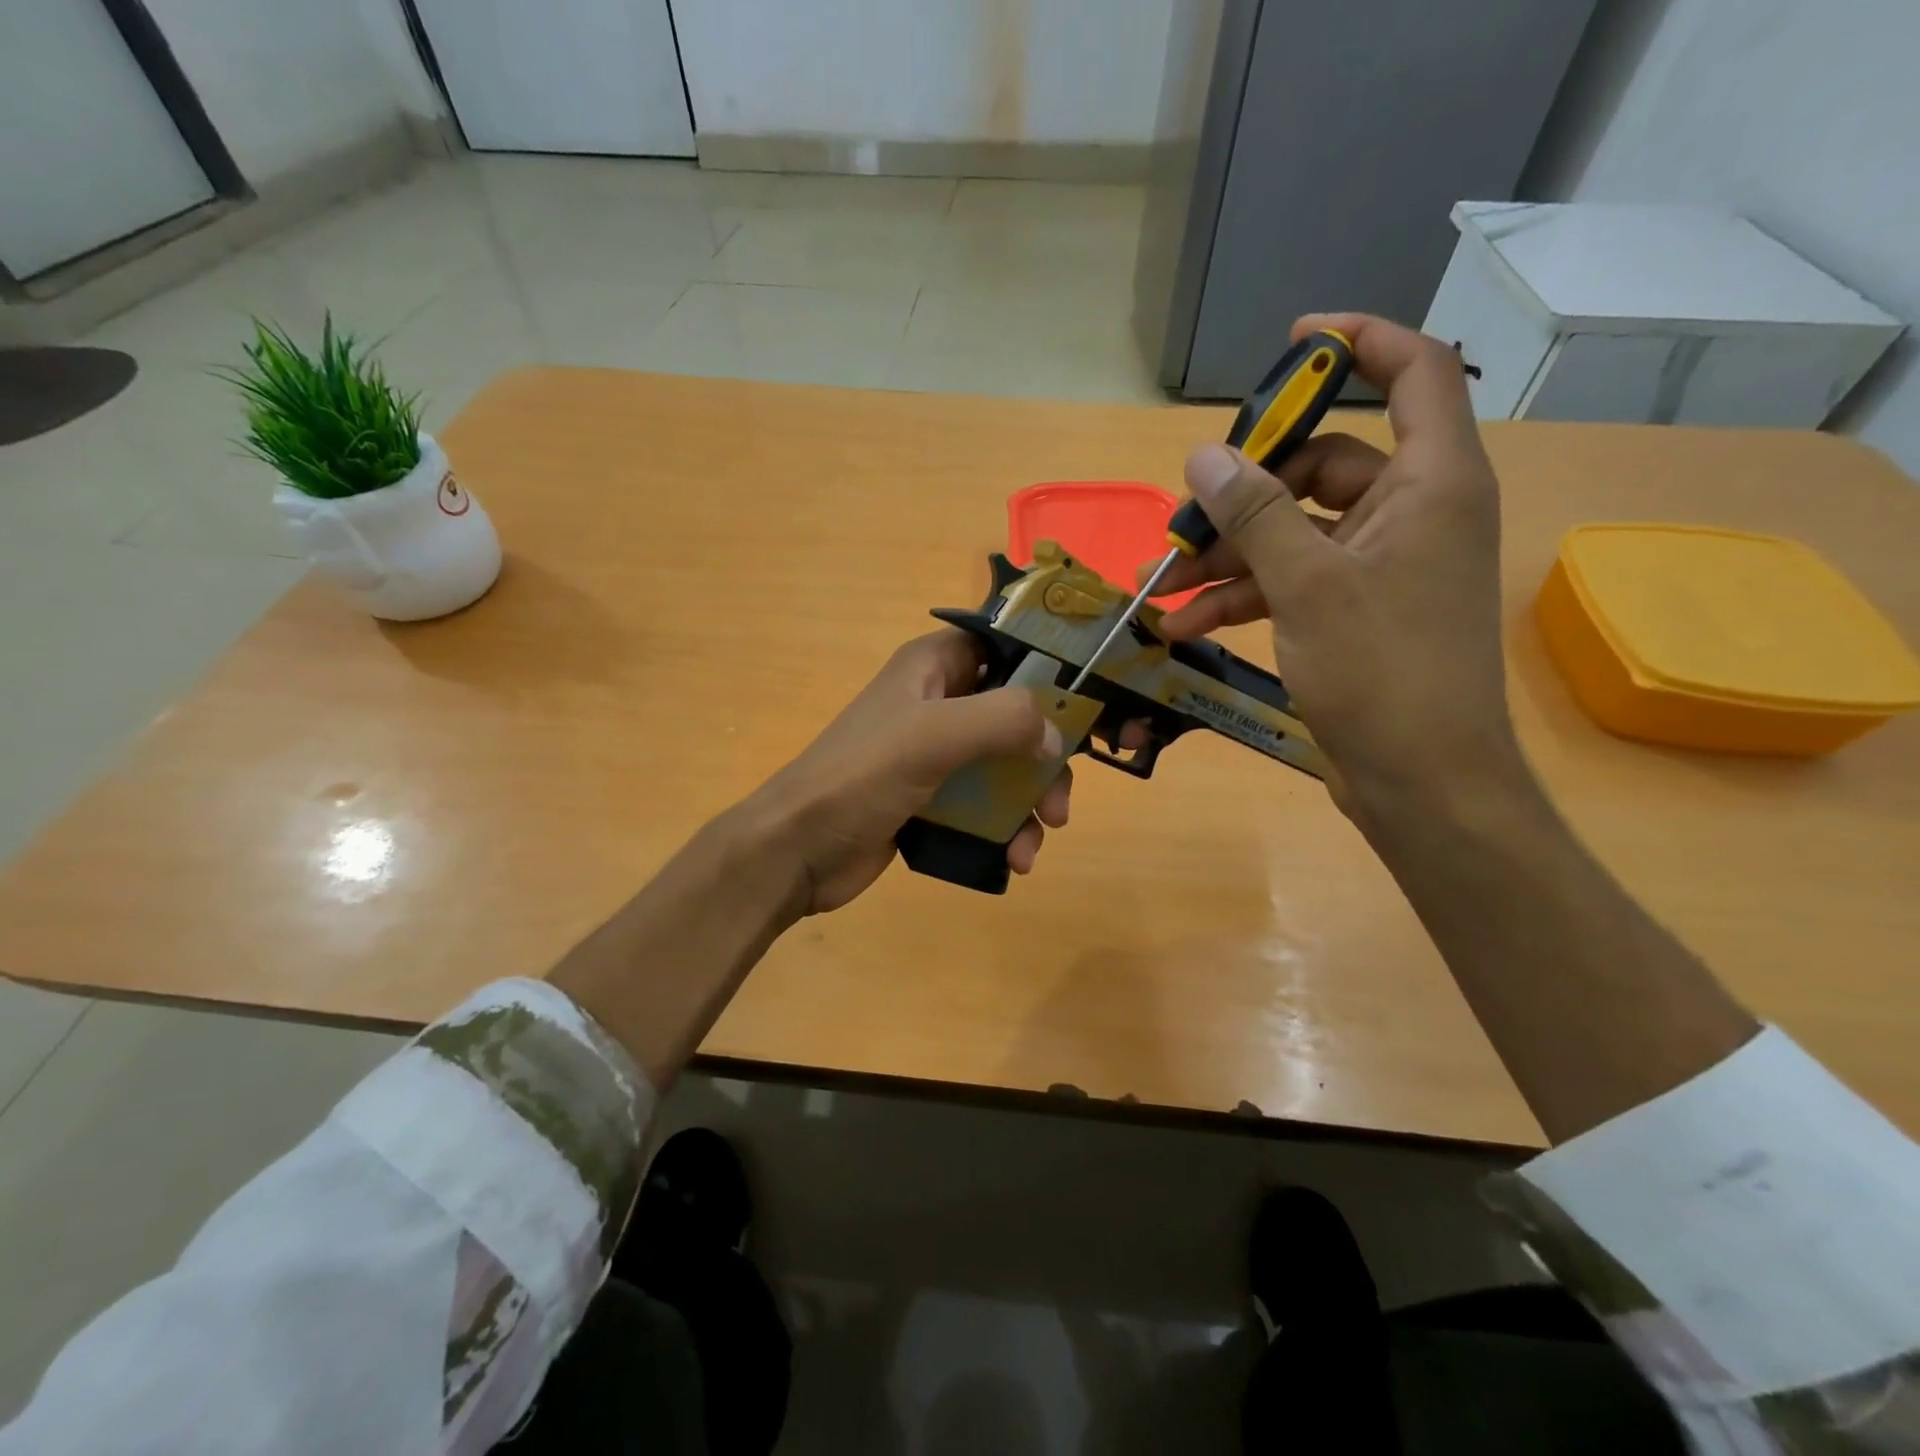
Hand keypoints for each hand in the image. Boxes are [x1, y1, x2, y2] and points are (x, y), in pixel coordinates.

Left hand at [747, 631, 1072, 912]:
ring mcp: (936, 754)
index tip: (1091, 703)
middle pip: (1017, 716)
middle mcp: (939, 702)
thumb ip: (1002, 720)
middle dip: (1045, 759)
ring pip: (1006, 766)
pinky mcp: (933, 798)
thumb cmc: (861, 777)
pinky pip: (985, 804)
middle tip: (1058, 802)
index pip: (1006, 646)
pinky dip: (1005, 829)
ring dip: (1029, 802)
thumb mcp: (933, 736)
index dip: (1050, 667)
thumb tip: (1057, 734)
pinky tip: (1014, 859)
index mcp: (934, 666)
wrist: (799, 849)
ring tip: (1035, 840)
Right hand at [1146, 313, 1520, 828]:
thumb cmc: (1382, 672)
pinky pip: (1293, 581)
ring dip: (1230, 554)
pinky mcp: (1355, 612)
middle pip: (1323, 464)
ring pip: (1296, 531)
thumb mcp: (1308, 585)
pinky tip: (1188, 622)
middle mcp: (1412, 512)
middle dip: (1247, 491)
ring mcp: (1382, 566)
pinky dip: (1244, 595)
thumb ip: (1256, 515)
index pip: (1416, 372)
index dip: (1359, 343)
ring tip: (1167, 583)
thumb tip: (1204, 457)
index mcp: (1431, 482)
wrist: (1423, 781)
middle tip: (1184, 513)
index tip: (1292, 344)